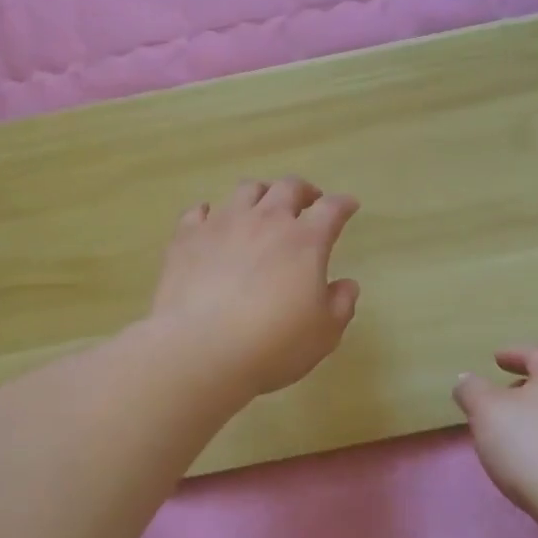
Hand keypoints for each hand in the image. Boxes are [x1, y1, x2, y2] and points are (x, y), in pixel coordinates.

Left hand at [149, 177, 360, 397]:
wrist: (200, 349)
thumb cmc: (273, 344)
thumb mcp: (324, 333)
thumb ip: (340, 304)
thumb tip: (347, 284)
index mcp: (305, 241)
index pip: (331, 209)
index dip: (343, 204)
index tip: (349, 206)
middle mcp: (265, 221)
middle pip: (287, 188)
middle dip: (303, 190)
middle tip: (308, 201)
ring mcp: (223, 225)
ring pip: (245, 190)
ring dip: (260, 193)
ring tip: (262, 205)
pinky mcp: (187, 238)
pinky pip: (198, 212)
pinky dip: (209, 213)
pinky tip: (209, 220)